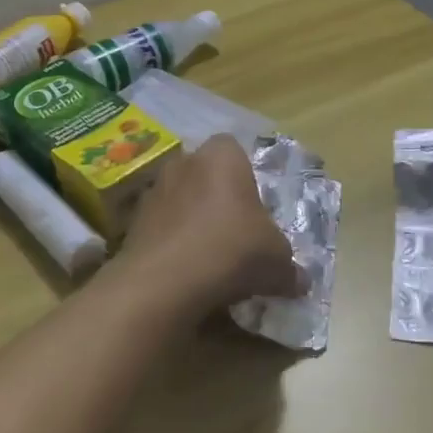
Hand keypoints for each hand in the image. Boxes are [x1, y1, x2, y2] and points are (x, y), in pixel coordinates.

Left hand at [119, 136, 300, 316]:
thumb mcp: (277, 261)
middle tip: (235, 232)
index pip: (234, 149)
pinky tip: (185, 273)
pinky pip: (160, 228)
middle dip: (217, 198)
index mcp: (222, 157)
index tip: (255, 208)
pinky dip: (171, 244)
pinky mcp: (132, 223)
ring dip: (191, 221)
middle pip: (204, 174)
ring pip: (180, 200)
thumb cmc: (231, 251)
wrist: (165, 283)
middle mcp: (184, 163)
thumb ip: (289, 266)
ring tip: (208, 258)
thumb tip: (299, 281)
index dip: (246, 176)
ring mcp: (153, 191)